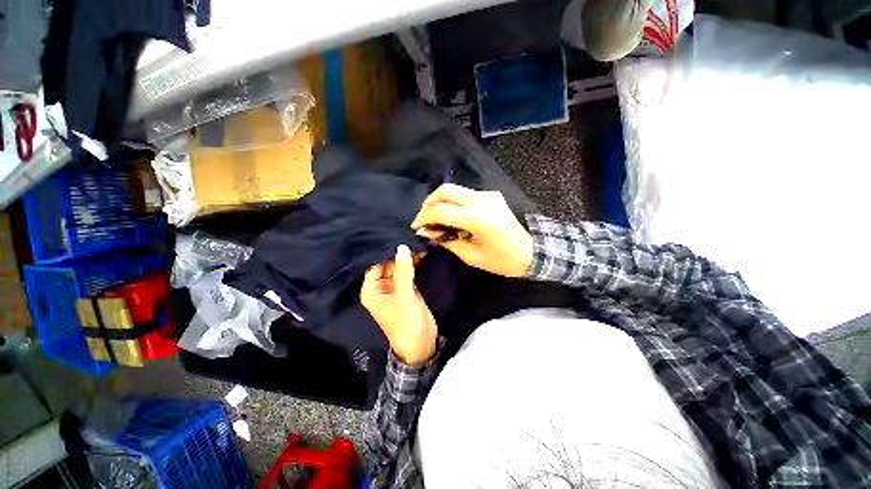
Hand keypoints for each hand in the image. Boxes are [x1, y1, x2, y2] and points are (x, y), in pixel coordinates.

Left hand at [360, 245, 437, 364]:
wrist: (421, 343)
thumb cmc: (406, 322)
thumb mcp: (404, 295)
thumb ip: (403, 271)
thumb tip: (402, 247)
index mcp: (372, 290)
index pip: (376, 265)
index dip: (387, 253)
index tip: (399, 240)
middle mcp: (381, 288)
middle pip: (388, 265)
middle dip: (400, 255)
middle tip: (412, 241)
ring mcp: (395, 289)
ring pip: (399, 269)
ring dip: (408, 260)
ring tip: (419, 246)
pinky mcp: (407, 290)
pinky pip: (408, 274)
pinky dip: (414, 266)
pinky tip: (421, 256)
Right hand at [411, 184, 533, 277]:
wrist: (530, 253)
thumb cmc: (502, 260)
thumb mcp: (471, 256)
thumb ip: (447, 241)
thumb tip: (428, 232)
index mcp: (480, 219)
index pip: (442, 210)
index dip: (424, 217)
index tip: (416, 228)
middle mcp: (484, 200)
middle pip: (446, 190)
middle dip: (428, 204)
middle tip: (423, 220)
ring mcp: (488, 195)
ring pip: (454, 189)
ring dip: (439, 202)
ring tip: (434, 219)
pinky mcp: (491, 195)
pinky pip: (464, 194)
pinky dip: (452, 202)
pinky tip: (450, 216)